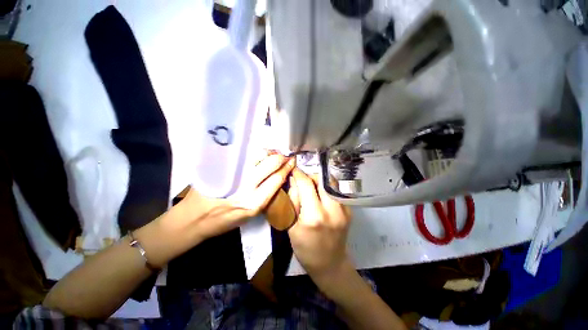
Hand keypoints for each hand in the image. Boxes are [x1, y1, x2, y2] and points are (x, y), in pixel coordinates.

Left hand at [180, 154, 295, 240]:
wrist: (194, 219)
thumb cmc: (224, 221)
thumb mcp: (250, 216)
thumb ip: (264, 196)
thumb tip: (277, 177)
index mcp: (255, 203)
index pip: (277, 178)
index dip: (287, 167)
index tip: (292, 160)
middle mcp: (246, 188)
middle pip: (270, 163)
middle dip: (281, 157)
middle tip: (284, 155)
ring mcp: (234, 175)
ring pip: (258, 155)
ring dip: (269, 152)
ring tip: (272, 153)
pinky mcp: (223, 168)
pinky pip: (244, 155)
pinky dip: (255, 152)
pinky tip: (258, 153)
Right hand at [287, 168, 352, 281]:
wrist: (330, 264)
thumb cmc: (305, 249)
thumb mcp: (291, 227)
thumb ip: (292, 200)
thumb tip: (294, 180)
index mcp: (314, 216)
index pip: (306, 185)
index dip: (299, 174)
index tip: (293, 170)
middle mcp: (332, 209)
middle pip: (321, 179)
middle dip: (310, 176)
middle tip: (302, 181)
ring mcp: (344, 209)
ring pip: (330, 182)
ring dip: (319, 181)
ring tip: (312, 188)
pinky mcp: (350, 210)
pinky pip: (336, 191)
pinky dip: (326, 189)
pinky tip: (321, 197)